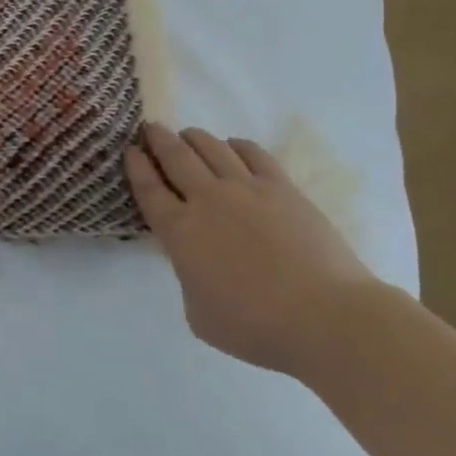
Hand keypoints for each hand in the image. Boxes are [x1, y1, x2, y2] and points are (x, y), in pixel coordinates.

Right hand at [126, 123, 384, 374]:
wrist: (325, 317)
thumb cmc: (255, 327)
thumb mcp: (198, 313)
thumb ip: (188, 278)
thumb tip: (195, 261)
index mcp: (180, 232)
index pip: (148, 189)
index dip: (136, 166)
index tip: (130, 150)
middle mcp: (207, 200)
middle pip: (175, 156)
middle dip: (158, 139)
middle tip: (150, 129)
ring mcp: (247, 189)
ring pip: (211, 147)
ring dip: (194, 137)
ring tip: (188, 136)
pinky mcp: (282, 188)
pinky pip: (253, 153)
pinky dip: (236, 145)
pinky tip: (233, 147)